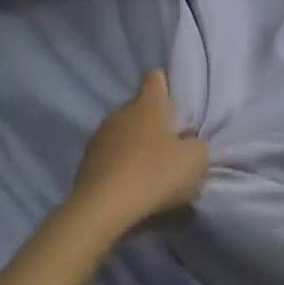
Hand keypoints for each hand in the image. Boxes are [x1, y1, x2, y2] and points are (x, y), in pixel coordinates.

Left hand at [68, 70, 208, 236]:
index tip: (177, 109)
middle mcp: (120, 112)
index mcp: (147, 104)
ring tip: (151, 174)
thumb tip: (188, 144)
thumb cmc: (154, 174)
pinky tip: (132, 188)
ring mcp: (100, 135)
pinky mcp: (86, 161)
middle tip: (172, 150)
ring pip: (125, 133)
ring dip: (138, 146)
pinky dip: (122, 166)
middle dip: (156, 124)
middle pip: (141, 108)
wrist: (102, 208)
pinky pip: (111, 156)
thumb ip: (197, 146)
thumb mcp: (195, 161)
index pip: (155, 77)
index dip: (167, 87)